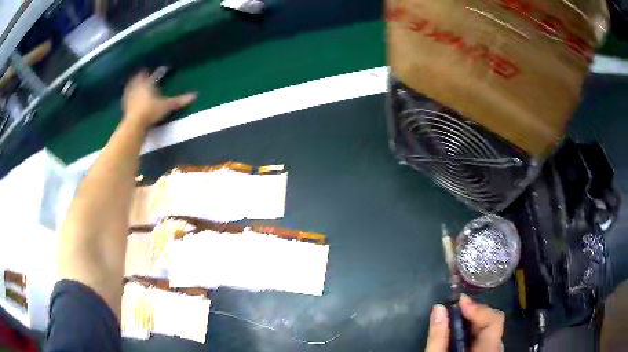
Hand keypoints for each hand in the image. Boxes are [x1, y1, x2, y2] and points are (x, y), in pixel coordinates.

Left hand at [122, 70, 195, 127]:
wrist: (135, 124)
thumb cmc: (151, 111)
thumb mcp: (167, 106)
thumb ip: (179, 101)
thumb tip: (195, 95)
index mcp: (147, 84)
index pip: (147, 75)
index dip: (149, 72)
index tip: (151, 70)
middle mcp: (137, 87)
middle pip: (137, 79)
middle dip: (139, 76)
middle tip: (141, 74)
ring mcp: (130, 97)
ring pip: (130, 87)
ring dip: (132, 84)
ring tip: (133, 83)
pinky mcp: (125, 106)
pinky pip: (126, 97)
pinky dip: (128, 96)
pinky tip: (129, 98)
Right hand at [425, 294, 503, 351]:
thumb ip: (438, 338)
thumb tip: (439, 308)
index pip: (495, 321)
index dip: (478, 309)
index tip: (458, 303)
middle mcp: (495, 351)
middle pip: (493, 323)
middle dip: (474, 314)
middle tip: (454, 310)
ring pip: (490, 331)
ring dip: (473, 323)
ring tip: (454, 320)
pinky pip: (487, 339)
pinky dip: (474, 333)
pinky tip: (460, 335)